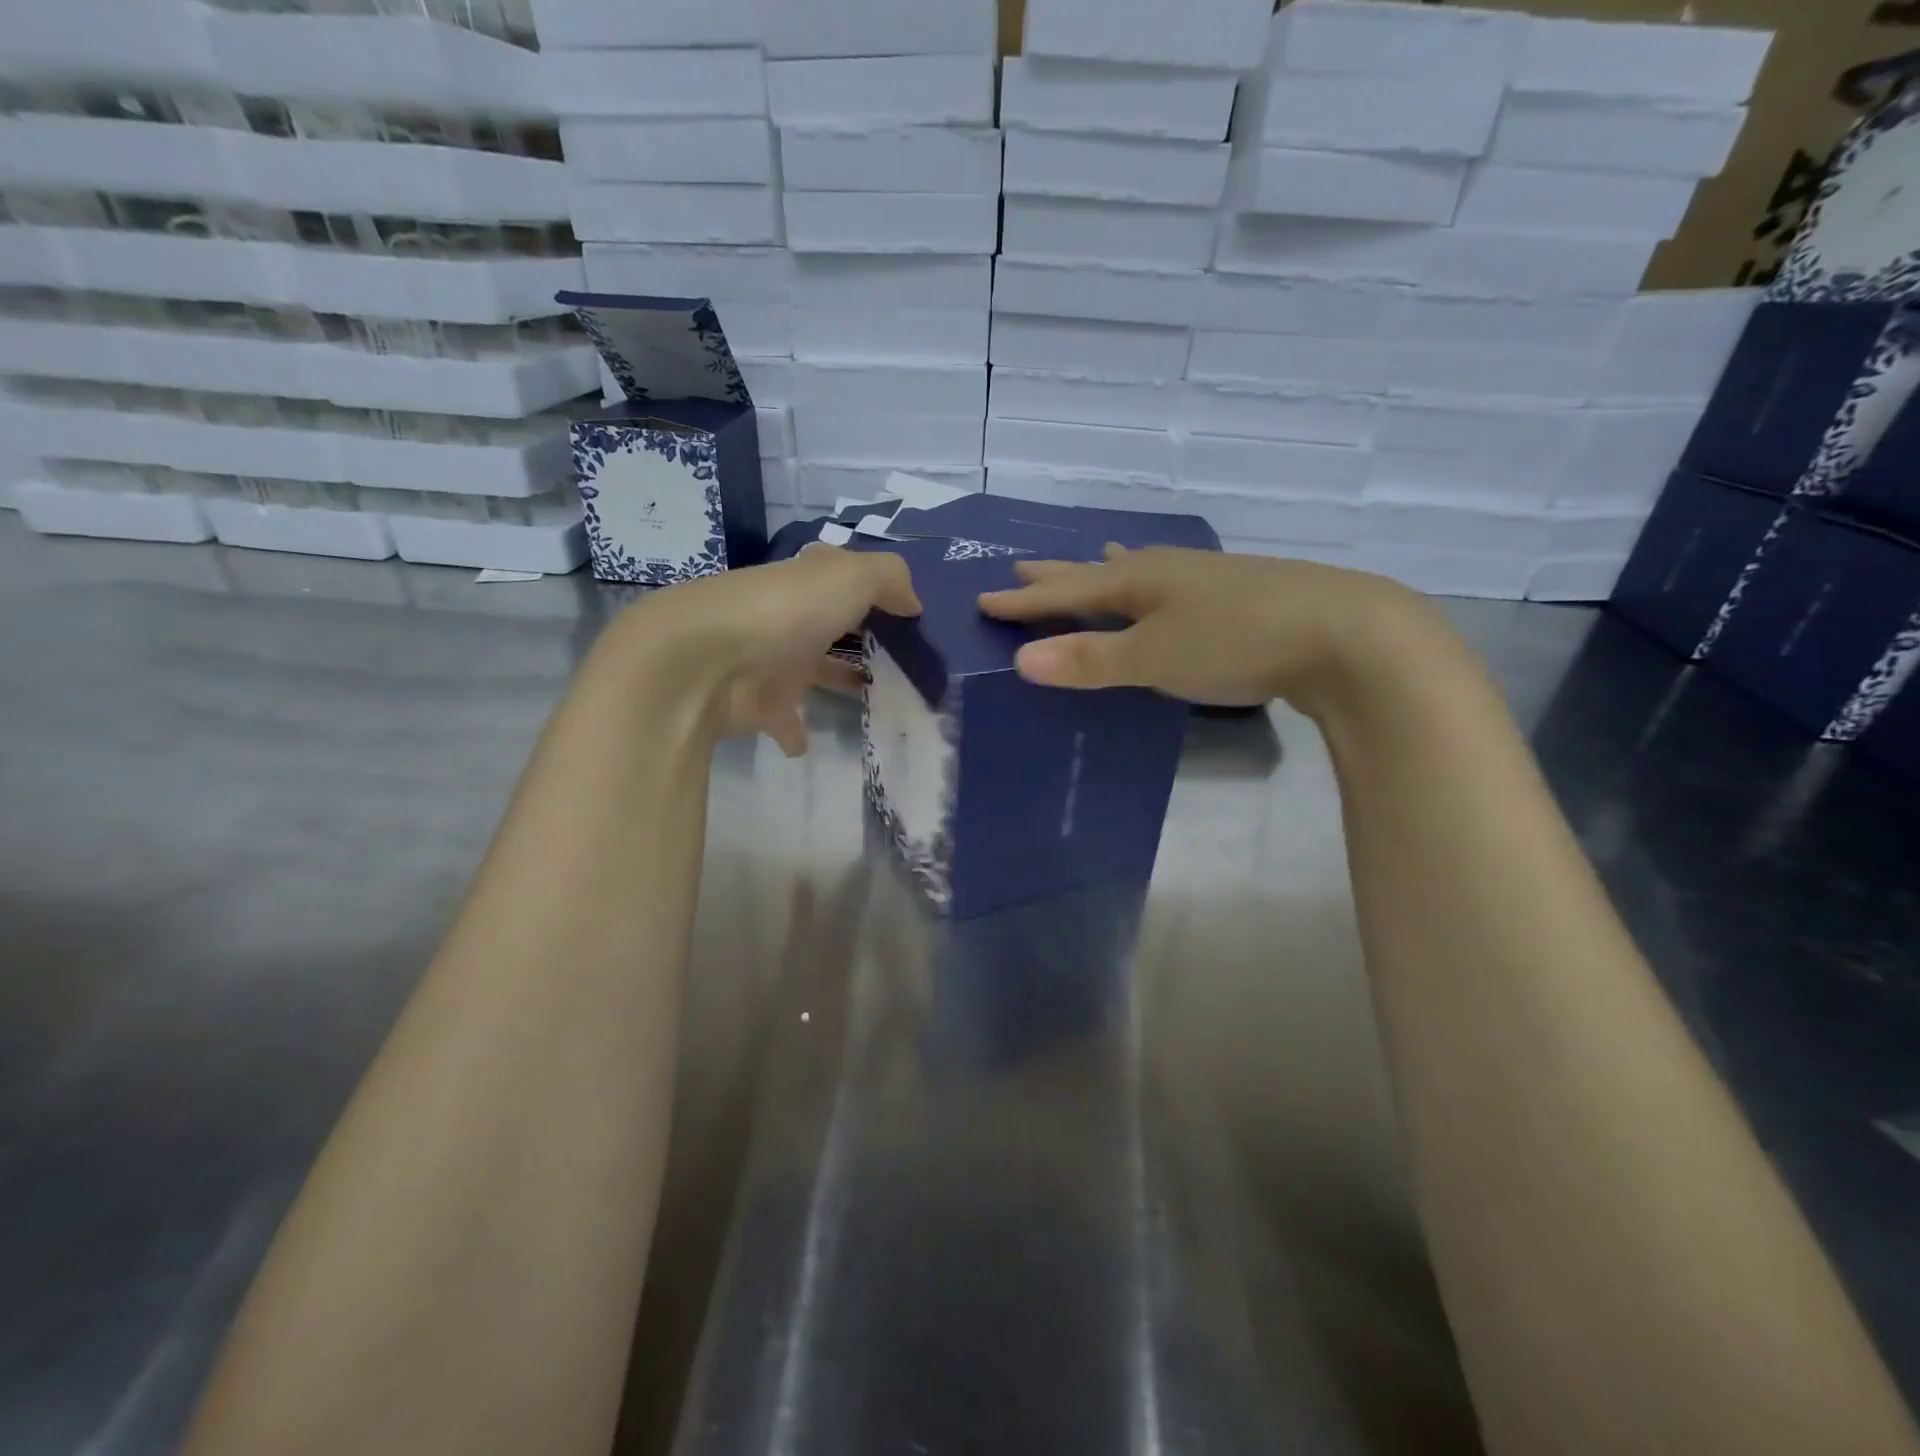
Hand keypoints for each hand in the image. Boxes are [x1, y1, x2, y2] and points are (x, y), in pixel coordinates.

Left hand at [605, 546, 919, 754]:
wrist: (704, 662)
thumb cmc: (784, 612)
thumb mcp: (850, 577)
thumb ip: (889, 580)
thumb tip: (914, 603)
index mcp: (809, 584)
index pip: (847, 581)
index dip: (878, 594)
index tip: (914, 619)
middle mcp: (790, 619)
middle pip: (832, 627)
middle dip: (861, 638)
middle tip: (906, 662)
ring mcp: (771, 662)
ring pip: (812, 672)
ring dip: (838, 681)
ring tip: (878, 700)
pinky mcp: (757, 706)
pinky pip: (784, 721)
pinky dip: (796, 732)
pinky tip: (812, 744)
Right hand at [977, 545, 1442, 709]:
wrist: (1344, 634)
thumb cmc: (1235, 642)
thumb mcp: (1153, 657)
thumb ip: (1089, 660)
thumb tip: (1019, 660)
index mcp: (1139, 582)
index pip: (1067, 592)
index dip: (1025, 601)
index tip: (984, 601)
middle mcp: (1168, 572)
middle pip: (1099, 573)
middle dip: (1059, 577)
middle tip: (1022, 568)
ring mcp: (1208, 581)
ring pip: (1142, 572)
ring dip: (1110, 573)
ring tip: (1096, 562)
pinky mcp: (1241, 597)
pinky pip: (1175, 585)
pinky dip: (1155, 585)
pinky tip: (1172, 588)